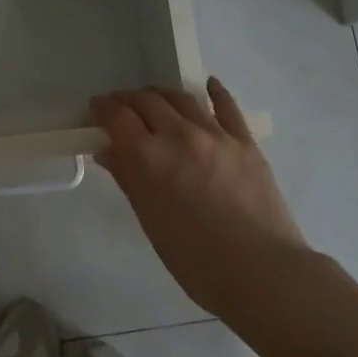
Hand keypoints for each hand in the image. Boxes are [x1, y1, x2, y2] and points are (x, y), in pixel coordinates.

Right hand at [91, 78, 311, 318]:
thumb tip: (108, 151)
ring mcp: (215, 134)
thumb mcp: (150, 221)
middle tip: (120, 105)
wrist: (260, 271)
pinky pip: (227, 106)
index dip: (103, 107)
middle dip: (129, 99)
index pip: (118, 117)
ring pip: (182, 98)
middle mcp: (179, 135)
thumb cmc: (195, 259)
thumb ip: (128, 179)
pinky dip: (215, 92)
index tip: (96, 107)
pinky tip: (209, 85)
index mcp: (149, 157)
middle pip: (147, 101)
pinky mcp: (245, 142)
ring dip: (161, 94)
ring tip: (154, 98)